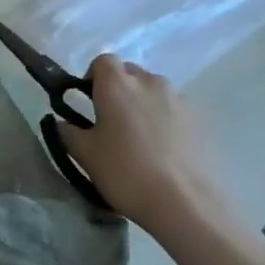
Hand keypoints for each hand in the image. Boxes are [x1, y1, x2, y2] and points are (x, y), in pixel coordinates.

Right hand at [57, 55, 227, 232]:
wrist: (185, 203)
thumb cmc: (125, 173)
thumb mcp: (84, 155)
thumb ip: (68, 132)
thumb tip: (63, 121)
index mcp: (117, 85)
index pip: (103, 61)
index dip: (93, 76)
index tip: (88, 100)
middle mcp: (150, 83)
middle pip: (130, 73)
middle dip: (119, 89)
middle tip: (111, 121)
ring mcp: (180, 99)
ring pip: (154, 91)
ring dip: (143, 104)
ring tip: (140, 138)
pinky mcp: (201, 119)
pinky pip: (175, 109)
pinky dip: (165, 120)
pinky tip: (163, 150)